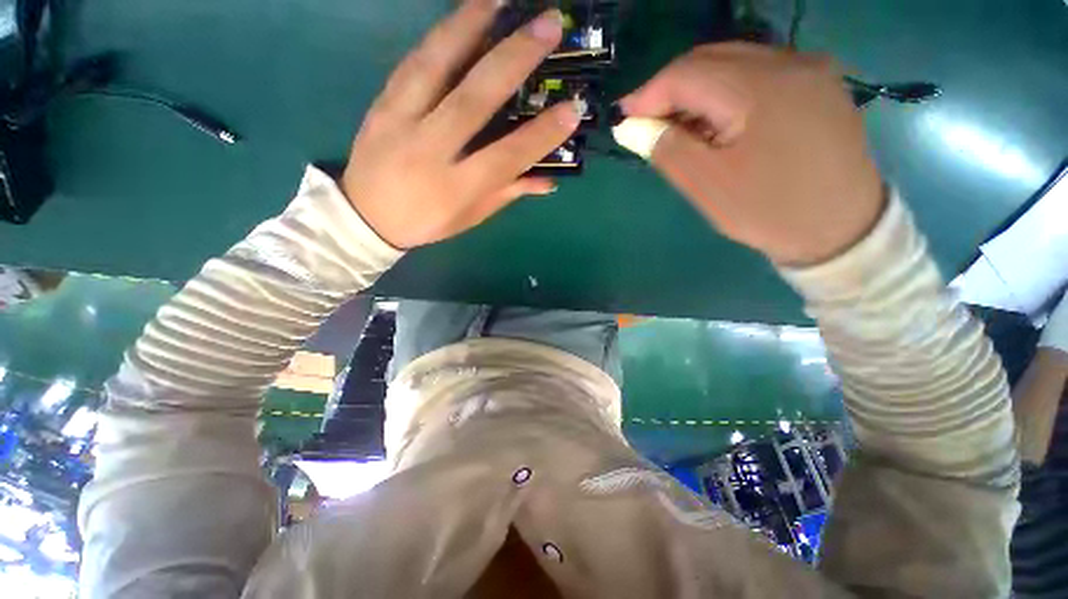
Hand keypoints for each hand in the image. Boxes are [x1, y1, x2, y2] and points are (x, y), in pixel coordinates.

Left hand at [341, 0, 580, 248]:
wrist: (366, 215)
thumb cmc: (428, 221)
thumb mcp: (471, 216)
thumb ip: (507, 193)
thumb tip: (548, 180)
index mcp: (455, 188)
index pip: (506, 157)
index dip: (541, 135)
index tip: (572, 109)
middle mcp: (429, 151)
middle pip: (473, 100)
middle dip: (514, 59)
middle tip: (548, 25)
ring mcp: (400, 121)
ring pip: (436, 65)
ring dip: (470, 24)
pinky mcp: (381, 103)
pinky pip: (413, 61)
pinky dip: (441, 35)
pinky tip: (462, 16)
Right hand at [620, 44, 885, 265]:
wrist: (841, 228)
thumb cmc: (768, 210)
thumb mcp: (707, 186)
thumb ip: (667, 149)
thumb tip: (630, 127)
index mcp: (760, 88)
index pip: (687, 73)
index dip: (648, 94)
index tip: (623, 119)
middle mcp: (788, 62)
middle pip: (710, 60)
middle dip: (670, 90)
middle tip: (647, 124)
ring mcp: (809, 69)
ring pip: (733, 64)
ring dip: (697, 92)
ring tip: (678, 128)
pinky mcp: (817, 84)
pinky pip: (758, 75)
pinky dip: (725, 94)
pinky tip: (716, 123)